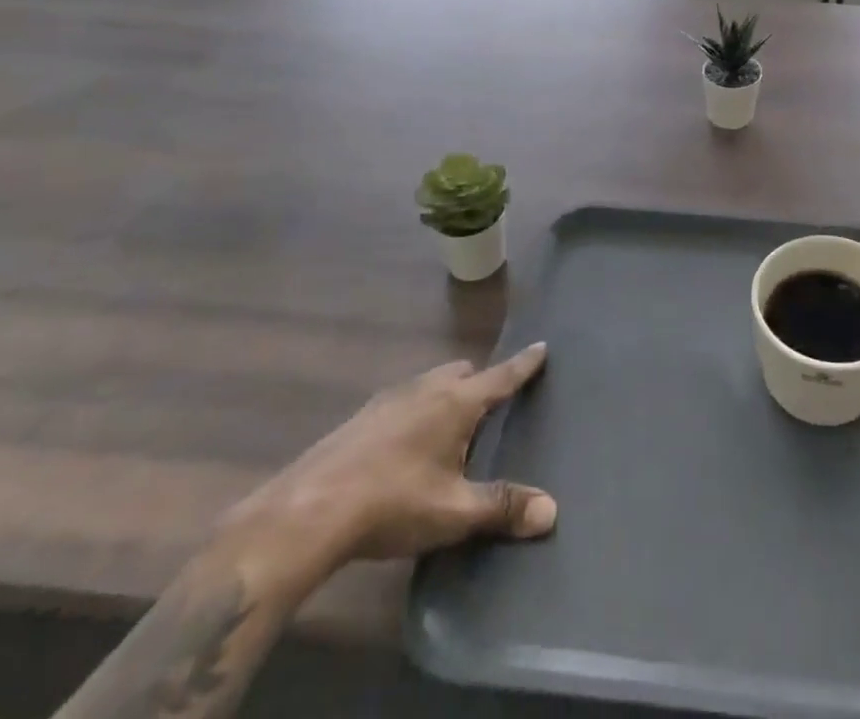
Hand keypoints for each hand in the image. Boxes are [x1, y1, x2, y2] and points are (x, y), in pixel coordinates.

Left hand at [218, 344, 555, 596]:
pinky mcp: (361, 416)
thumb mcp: (454, 512)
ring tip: (449, 424)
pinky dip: (416, 409)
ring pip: (430, 382)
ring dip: (446, 393)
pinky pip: (404, 399)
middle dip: (480, 381)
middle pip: (462, 372)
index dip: (524, 364)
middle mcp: (426, 388)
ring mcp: (389, 398)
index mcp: (456, 402)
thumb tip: (551, 511)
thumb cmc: (393, 503)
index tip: (542, 346)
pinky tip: (405, 443)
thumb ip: (502, 507)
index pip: (501, 376)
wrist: (308, 510)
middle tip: (491, 403)